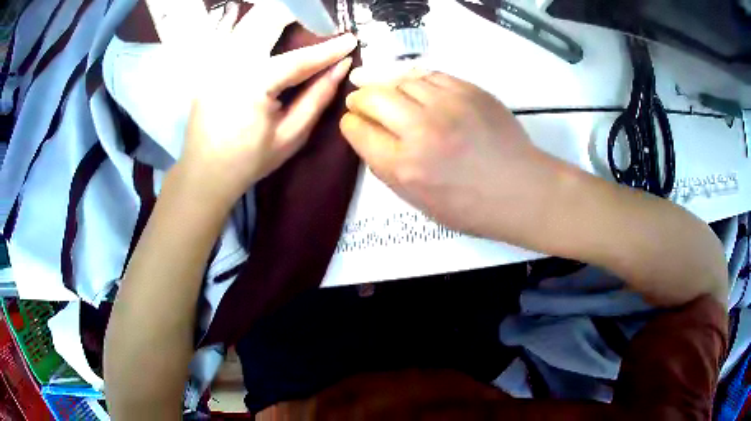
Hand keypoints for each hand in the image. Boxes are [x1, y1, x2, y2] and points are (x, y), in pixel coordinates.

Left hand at [176, 1, 356, 207]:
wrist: (204, 172)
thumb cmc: (249, 161)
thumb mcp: (290, 136)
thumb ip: (318, 97)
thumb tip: (341, 67)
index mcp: (253, 85)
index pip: (299, 58)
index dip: (329, 49)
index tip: (351, 39)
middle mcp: (231, 64)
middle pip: (267, 20)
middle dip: (298, 13)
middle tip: (321, 19)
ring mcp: (215, 61)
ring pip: (248, 20)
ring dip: (274, 14)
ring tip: (298, 17)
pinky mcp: (208, 64)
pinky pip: (230, 31)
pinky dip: (250, 21)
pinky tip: (264, 22)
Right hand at [341, 71, 563, 240]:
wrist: (520, 189)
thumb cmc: (470, 206)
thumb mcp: (418, 201)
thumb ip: (388, 167)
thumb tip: (371, 135)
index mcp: (404, 166)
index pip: (358, 130)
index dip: (351, 124)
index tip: (355, 123)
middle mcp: (420, 130)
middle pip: (372, 97)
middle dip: (361, 99)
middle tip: (363, 102)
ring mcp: (446, 105)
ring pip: (401, 81)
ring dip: (391, 89)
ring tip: (397, 99)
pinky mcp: (468, 90)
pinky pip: (430, 76)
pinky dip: (419, 83)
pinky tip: (423, 94)